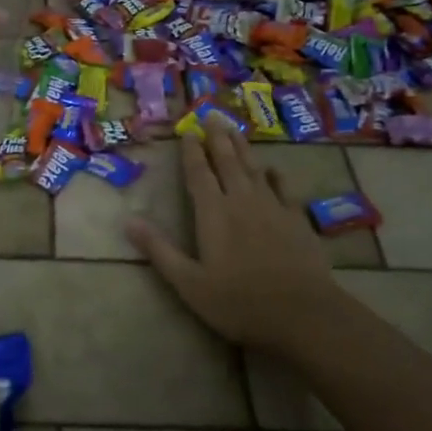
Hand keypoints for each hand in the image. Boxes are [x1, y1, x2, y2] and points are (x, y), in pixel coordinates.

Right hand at [126, 119, 354, 360]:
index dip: (192, 151)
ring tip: (235, 129)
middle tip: (212, 115)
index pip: (199, 173)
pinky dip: (274, 175)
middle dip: (218, 138)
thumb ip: (159, 250)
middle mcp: (242, 201)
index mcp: (213, 213)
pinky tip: (272, 169)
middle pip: (227, 162)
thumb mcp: (189, 282)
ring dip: (243, 148)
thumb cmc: (239, 302)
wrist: (303, 314)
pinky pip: (283, 188)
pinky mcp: (297, 220)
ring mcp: (273, 208)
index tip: (188, 131)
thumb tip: (128, 220)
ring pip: (254, 168)